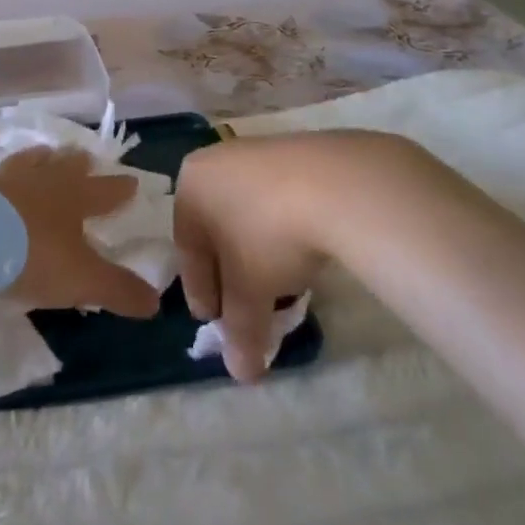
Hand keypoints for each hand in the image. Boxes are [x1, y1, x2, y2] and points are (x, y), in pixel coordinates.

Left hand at [0, 149, 161, 318]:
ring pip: (28, 161)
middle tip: (85, 157)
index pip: (105, 190)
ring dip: (39, 159)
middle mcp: (42, 179)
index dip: (120, 189)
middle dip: (78, 162)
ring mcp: (5, 179)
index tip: (132, 182)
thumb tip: (155, 303)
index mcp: (74, 197)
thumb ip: (118, 289)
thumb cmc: (33, 255)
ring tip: (43, 154)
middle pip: (66, 165)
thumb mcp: (82, 280)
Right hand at [172, 135, 344, 381]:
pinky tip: (303, 249)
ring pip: (247, 212)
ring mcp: (257, 152)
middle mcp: (216, 162)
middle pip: (216, 228)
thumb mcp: (251, 291)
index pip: (187, 249)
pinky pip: (277, 197)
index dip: (202, 292)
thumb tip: (240, 373)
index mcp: (191, 185)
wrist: (337, 183)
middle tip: (246, 307)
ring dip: (257, 250)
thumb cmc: (270, 234)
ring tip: (280, 284)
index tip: (216, 322)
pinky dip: (283, 227)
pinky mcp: (296, 151)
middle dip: (230, 271)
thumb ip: (240, 331)